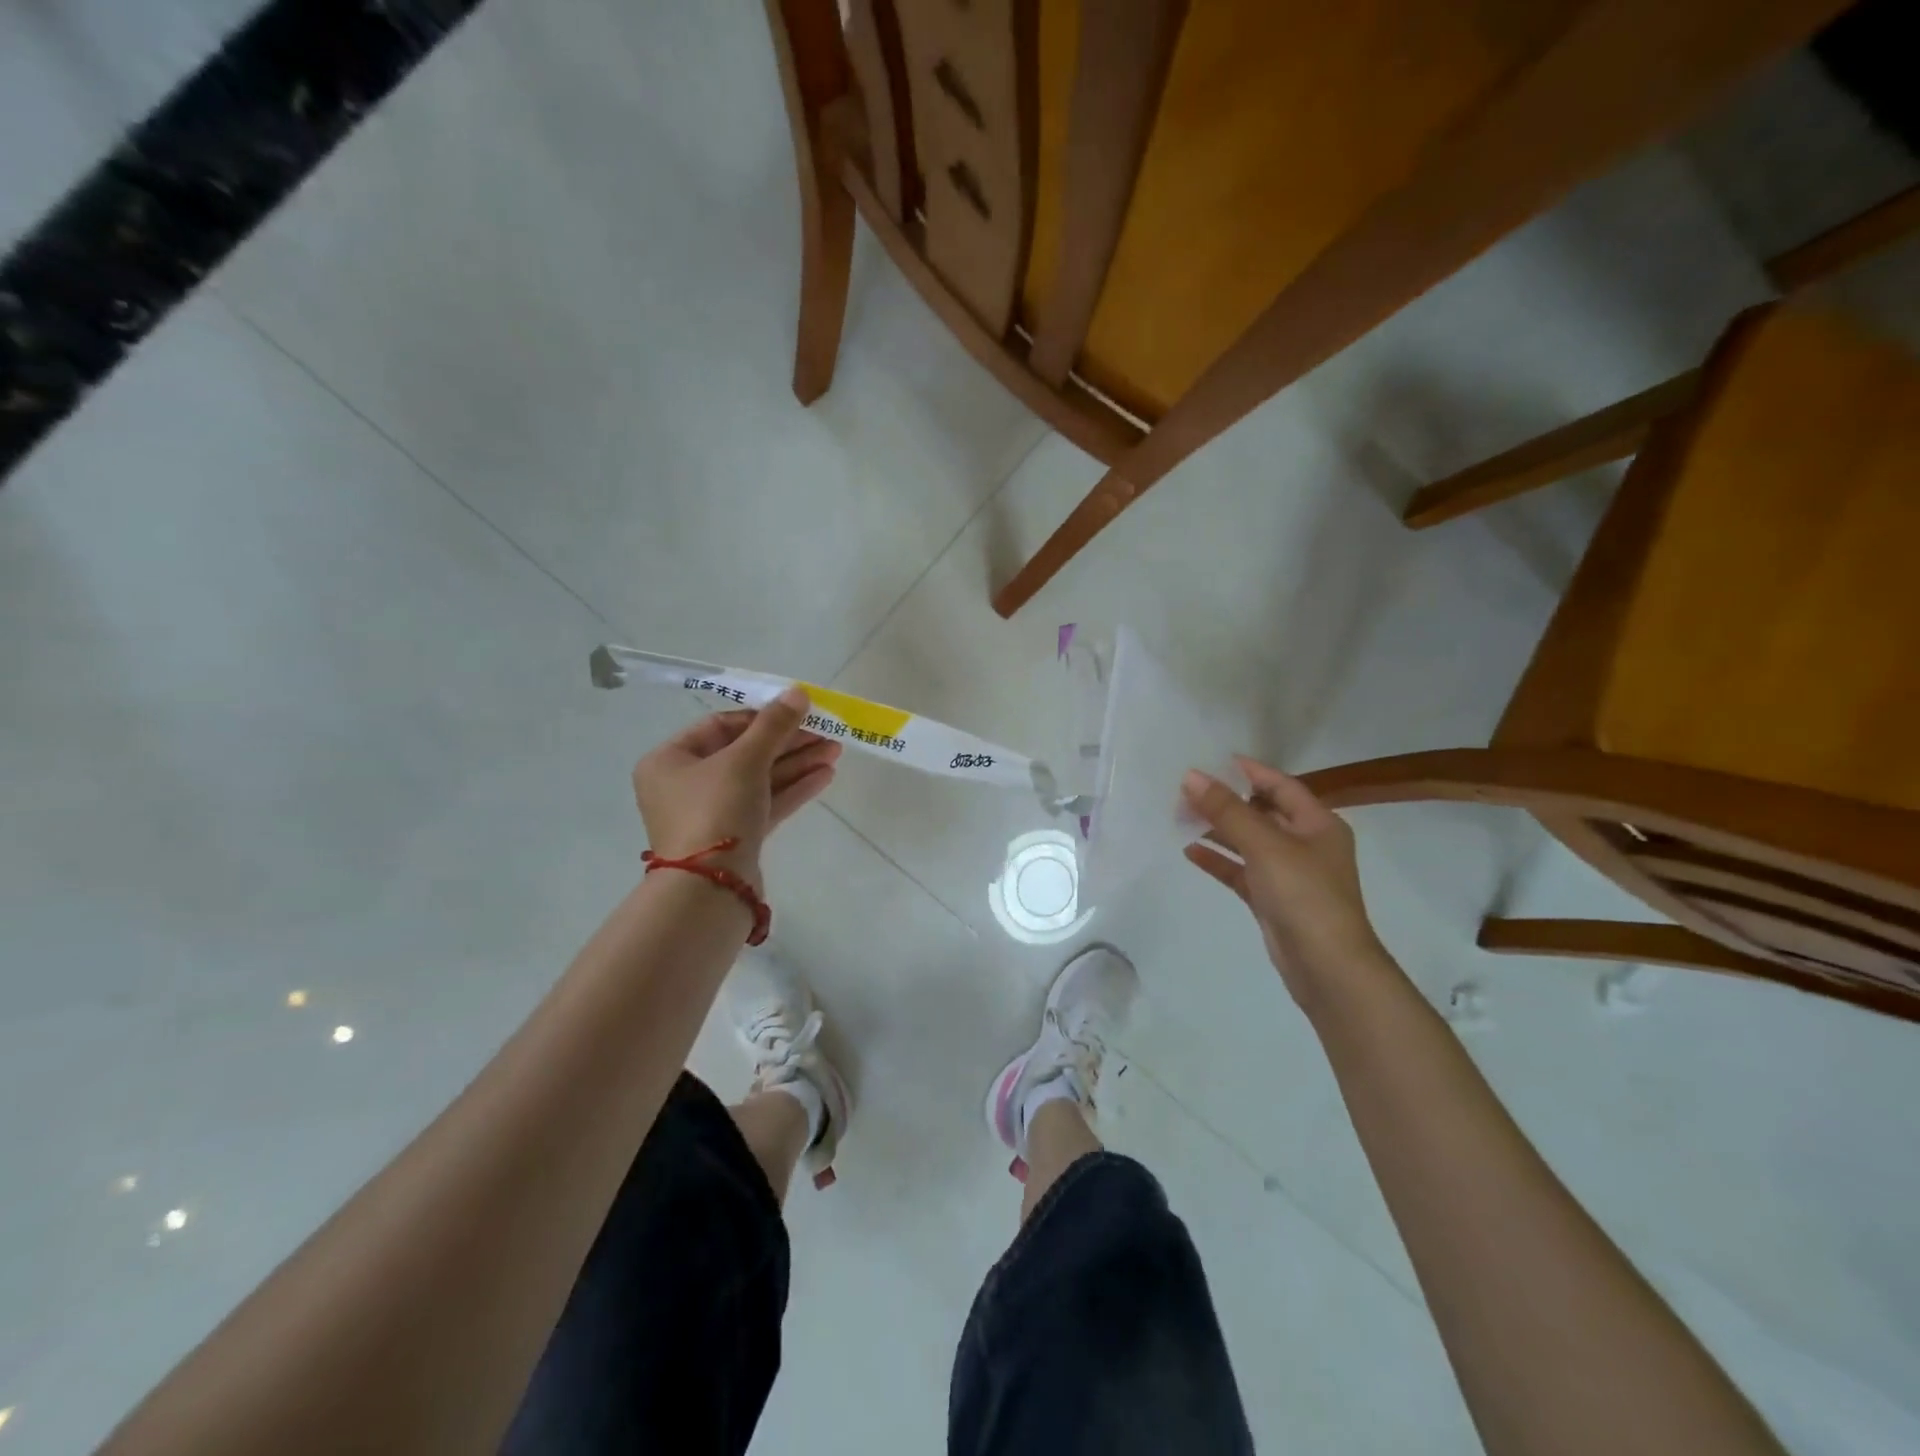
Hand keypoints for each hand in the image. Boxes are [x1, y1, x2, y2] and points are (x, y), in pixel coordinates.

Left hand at [631, 687, 840, 884]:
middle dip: (788, 742)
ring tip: (835, 751)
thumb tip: (798, 692)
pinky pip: (764, 803)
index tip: (797, 712)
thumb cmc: (715, 810)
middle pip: (744, 752)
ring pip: (759, 779)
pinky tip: (825, 776)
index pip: (721, 726)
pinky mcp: (735, 837)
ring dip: (796, 764)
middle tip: (826, 732)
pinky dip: (792, 789)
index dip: (762, 716)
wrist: (710, 889)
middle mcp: (686, 785)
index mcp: (670, 760)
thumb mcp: (745, 760)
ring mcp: (712, 814)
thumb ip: (774, 725)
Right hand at [1182, 757, 1387, 1005]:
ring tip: (1181, 816)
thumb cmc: (1304, 894)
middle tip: (1187, 790)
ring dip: (1219, 830)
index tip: (1214, 760)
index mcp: (1318, 824)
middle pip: (1262, 812)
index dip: (1250, 771)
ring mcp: (1289, 874)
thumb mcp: (1265, 845)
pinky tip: (1189, 851)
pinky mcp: (1272, 900)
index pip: (1281, 786)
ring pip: (1248, 842)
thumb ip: (1227, 810)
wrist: (1327, 967)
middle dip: (1227, 801)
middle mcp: (1306, 845)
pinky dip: (1219, 860)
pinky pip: (1241, 871)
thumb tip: (1191, 776)